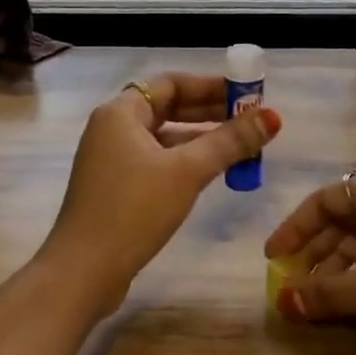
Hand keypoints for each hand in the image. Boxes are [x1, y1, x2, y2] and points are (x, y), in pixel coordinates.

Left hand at [39, 73, 279, 310]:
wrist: (83, 271)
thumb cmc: (133, 210)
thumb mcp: (187, 172)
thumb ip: (230, 142)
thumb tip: (272, 117)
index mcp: (120, 113)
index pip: (171, 83)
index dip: (210, 86)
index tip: (246, 94)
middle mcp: (113, 129)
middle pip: (168, 108)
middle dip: (211, 113)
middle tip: (251, 121)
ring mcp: (112, 159)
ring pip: (165, 138)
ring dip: (202, 140)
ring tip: (242, 147)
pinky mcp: (116, 187)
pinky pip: (158, 161)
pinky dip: (186, 162)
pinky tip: (214, 173)